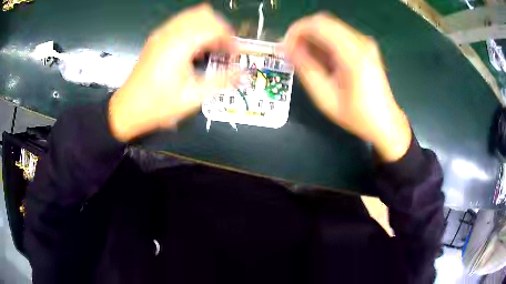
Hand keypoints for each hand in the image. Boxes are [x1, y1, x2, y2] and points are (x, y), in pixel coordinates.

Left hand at [108, 4, 235, 141]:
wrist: (127, 109)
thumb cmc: (158, 105)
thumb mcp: (192, 97)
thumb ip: (221, 81)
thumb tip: (244, 74)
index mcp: (179, 45)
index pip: (214, 27)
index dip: (229, 38)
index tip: (234, 54)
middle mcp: (170, 33)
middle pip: (205, 14)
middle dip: (220, 28)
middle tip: (224, 49)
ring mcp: (161, 33)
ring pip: (192, 15)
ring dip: (207, 26)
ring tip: (211, 47)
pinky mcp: (156, 38)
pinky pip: (181, 21)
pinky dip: (194, 28)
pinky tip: (194, 47)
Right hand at [283, 13, 411, 161]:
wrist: (385, 121)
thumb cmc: (356, 115)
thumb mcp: (325, 96)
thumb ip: (305, 68)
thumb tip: (287, 49)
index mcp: (353, 54)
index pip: (318, 25)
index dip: (296, 31)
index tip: (286, 47)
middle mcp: (361, 42)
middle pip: (323, 21)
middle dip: (302, 33)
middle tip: (292, 52)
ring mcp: (365, 42)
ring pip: (330, 26)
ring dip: (312, 37)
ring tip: (305, 57)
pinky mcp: (365, 45)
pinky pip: (338, 34)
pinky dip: (324, 41)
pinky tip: (321, 58)